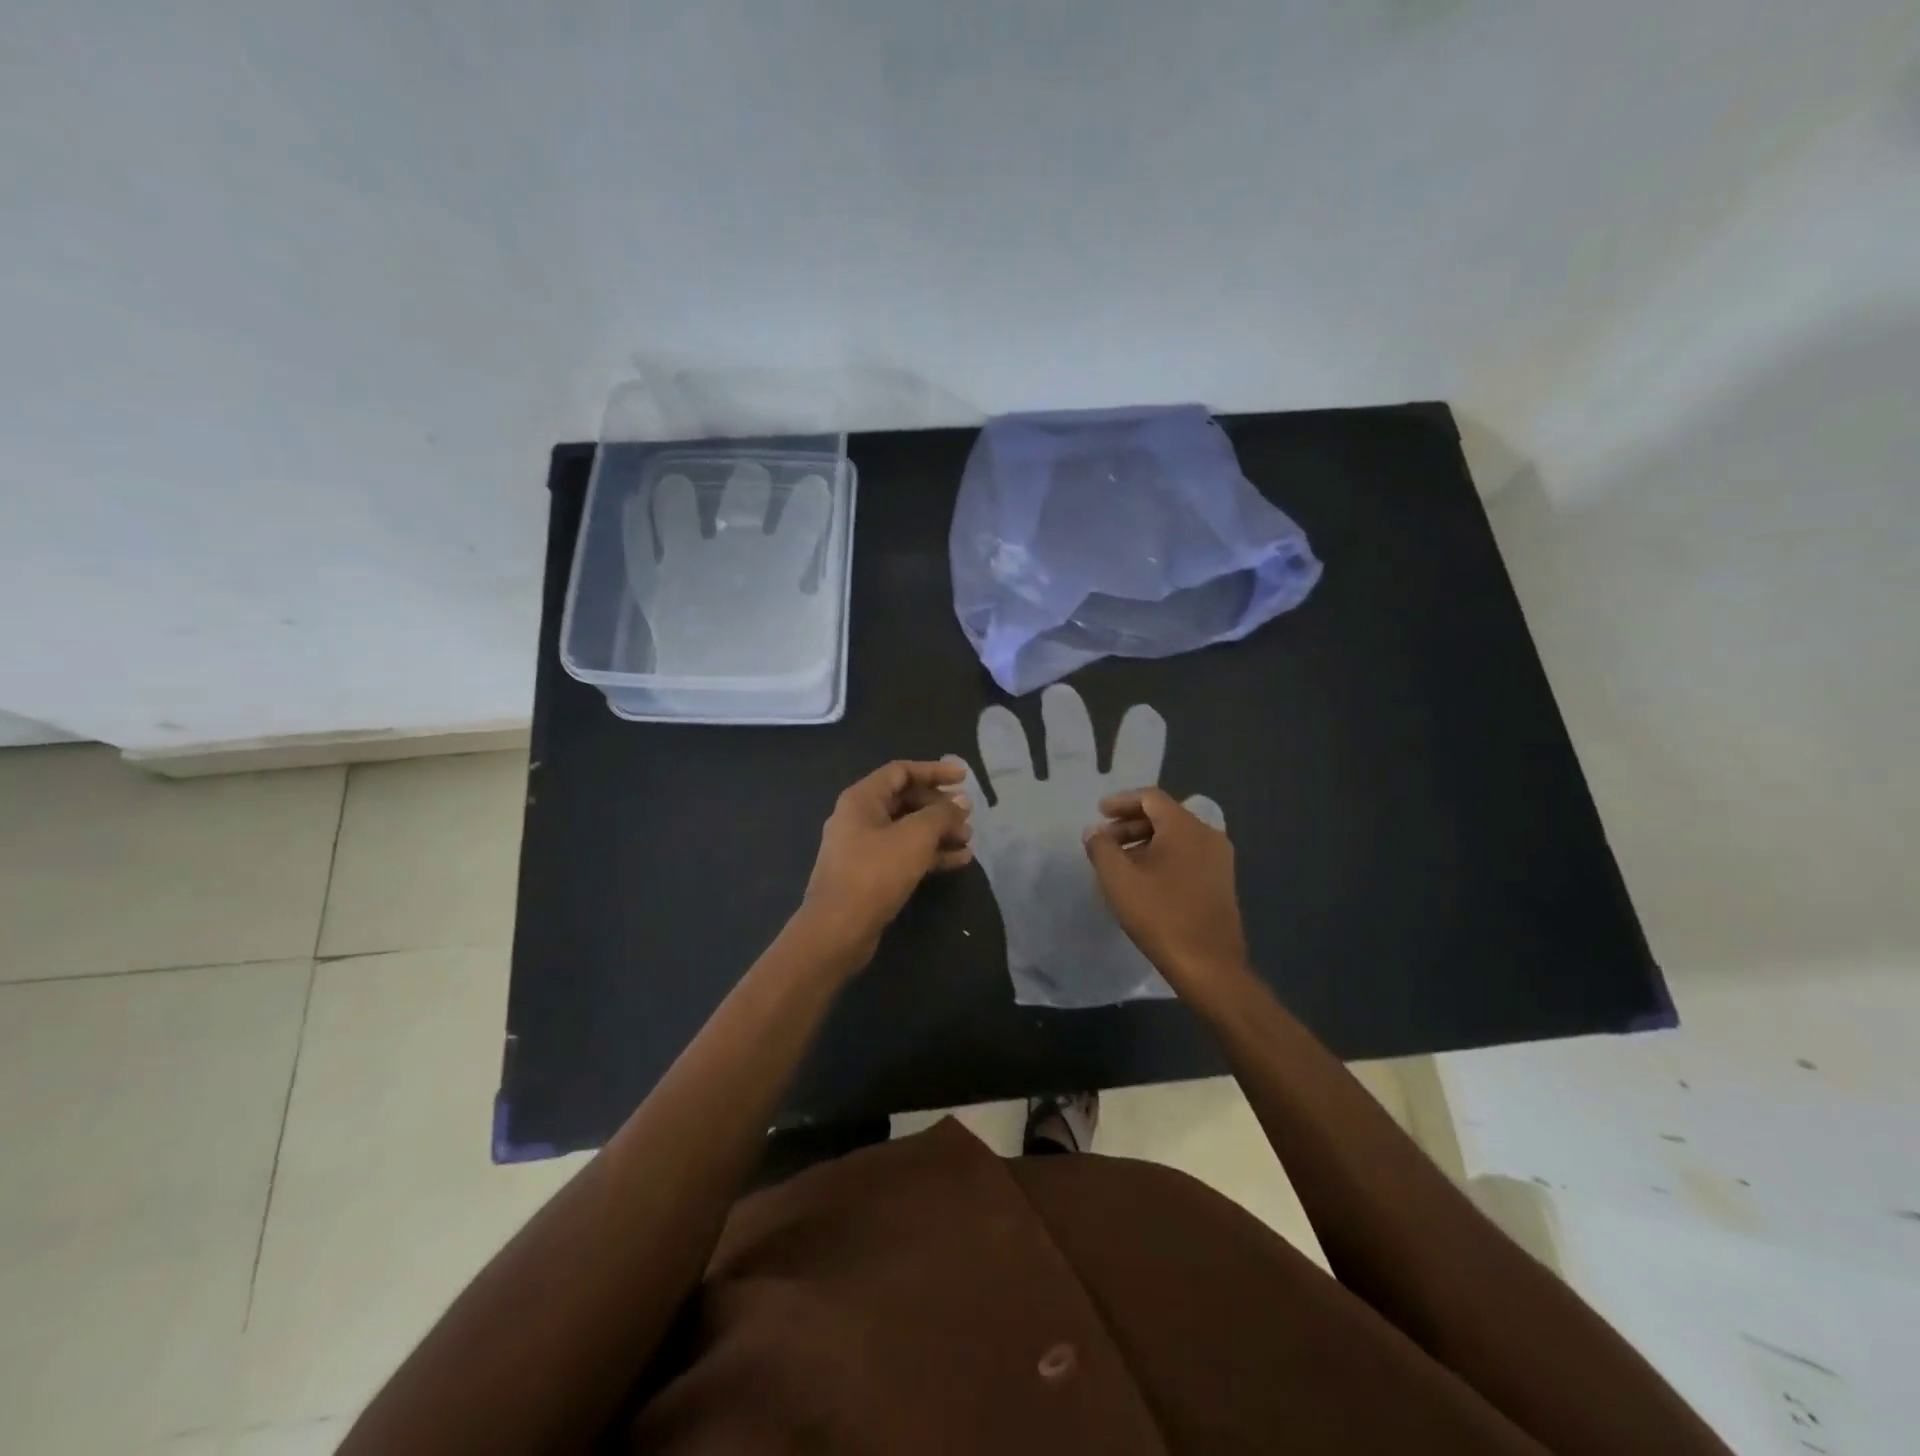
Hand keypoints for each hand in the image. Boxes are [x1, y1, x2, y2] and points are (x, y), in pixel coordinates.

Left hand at [799, 760, 972, 967]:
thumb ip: (941, 814)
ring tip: (968, 840)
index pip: (901, 771)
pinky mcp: (870, 874)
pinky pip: (904, 853)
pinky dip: (930, 854)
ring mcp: (863, 847)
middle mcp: (859, 817)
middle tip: (967, 817)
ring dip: (939, 832)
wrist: (837, 930)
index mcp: (862, 799)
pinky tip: (958, 861)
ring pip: (907, 829)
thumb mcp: (915, 837)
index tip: (964, 778)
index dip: (934, 771)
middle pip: (905, 800)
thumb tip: (961, 802)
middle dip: (939, 807)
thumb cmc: (875, 873)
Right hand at [1083, 786, 1247, 989]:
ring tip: (1119, 862)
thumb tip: (1094, 832)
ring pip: (1176, 837)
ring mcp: (1219, 860)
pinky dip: (1162, 857)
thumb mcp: (1119, 879)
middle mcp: (1208, 835)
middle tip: (1104, 841)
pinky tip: (1143, 880)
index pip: (1151, 797)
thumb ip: (1101, 848)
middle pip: (1164, 816)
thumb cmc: (1161, 916)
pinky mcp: (1221, 882)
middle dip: (1130, 824)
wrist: (1210, 966)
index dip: (1121, 801)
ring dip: (1144, 842)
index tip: (1099, 814)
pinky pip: (1187, 855)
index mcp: (1185, 827)